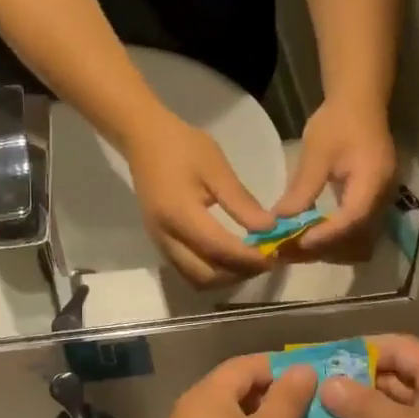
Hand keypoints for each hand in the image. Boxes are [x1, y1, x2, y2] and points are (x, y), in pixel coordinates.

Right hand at [124, 113, 275, 286]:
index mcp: (179, 214)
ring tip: (249, 261)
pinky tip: (229, 256)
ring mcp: (159, 242)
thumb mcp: (217, 168)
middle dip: (238, 273)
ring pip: (195, 278)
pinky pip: (187, 269)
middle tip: (264, 260)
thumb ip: (241, 202)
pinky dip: (211, 270)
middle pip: (205, 275)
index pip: (218, 249)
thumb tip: (268, 229)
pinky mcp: (160, 241)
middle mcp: (166, 236)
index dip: (248, 258)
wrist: (144, 139)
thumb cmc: (183, 147)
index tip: (274, 256)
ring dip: (224, 277)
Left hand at [273, 98, 396, 261]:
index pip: (352, 218)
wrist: (360, 103)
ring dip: (328, 248)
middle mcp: (383, 197)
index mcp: (372, 181)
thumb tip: (280, 221)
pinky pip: (356, 231)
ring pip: (357, 240)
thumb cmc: (337, 123)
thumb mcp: (316, 154)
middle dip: (323, 248)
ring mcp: (380, 202)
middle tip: (289, 250)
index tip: (297, 242)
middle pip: (356, 237)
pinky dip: (333, 239)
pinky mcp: (372, 203)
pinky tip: (309, 236)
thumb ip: (302, 189)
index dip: (325, 235)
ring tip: (295, 247)